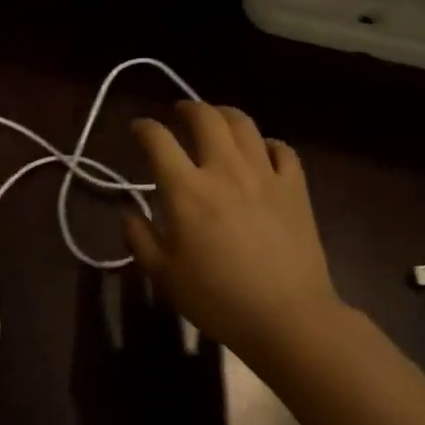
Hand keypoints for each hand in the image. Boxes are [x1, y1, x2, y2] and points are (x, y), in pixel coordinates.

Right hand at [124, 102, 342, 361]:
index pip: (158, 140)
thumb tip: (130, 216)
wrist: (288, 317)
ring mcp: (264, 174)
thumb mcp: (165, 276)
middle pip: (205, 117)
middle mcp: (224, 169)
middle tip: (180, 112)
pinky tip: (261, 152)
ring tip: (217, 120)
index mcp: (186, 189)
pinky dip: (267, 143)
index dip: (144, 128)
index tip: (138, 129)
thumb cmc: (219, 299)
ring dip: (225, 114)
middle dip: (188, 107)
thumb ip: (141, 240)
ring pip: (243, 124)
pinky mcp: (294, 187)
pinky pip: (282, 149)